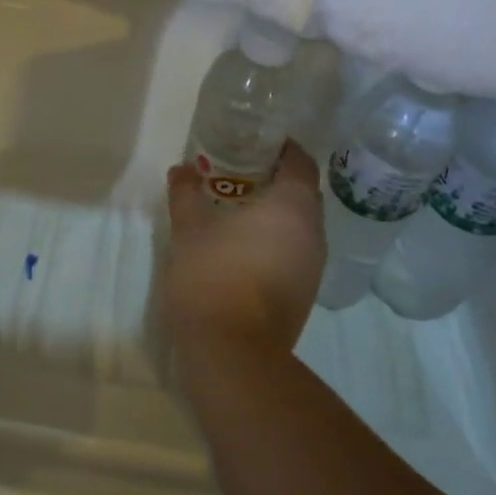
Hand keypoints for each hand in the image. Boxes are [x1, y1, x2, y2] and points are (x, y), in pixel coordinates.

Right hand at [160, 141, 325, 362]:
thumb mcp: (190, 228)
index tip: (257, 142)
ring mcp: (313, 267)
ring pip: (300, 226)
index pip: (301, 162)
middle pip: (303, 193)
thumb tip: (182, 169)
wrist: (232, 352)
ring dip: (276, 214)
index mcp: (293, 206)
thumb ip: (186, 193)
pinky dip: (276, 242)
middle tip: (240, 173)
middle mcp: (313, 233)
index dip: (283, 148)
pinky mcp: (304, 294)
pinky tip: (244, 248)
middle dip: (276, 180)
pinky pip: (295, 253)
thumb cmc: (213, 276)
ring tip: (239, 210)